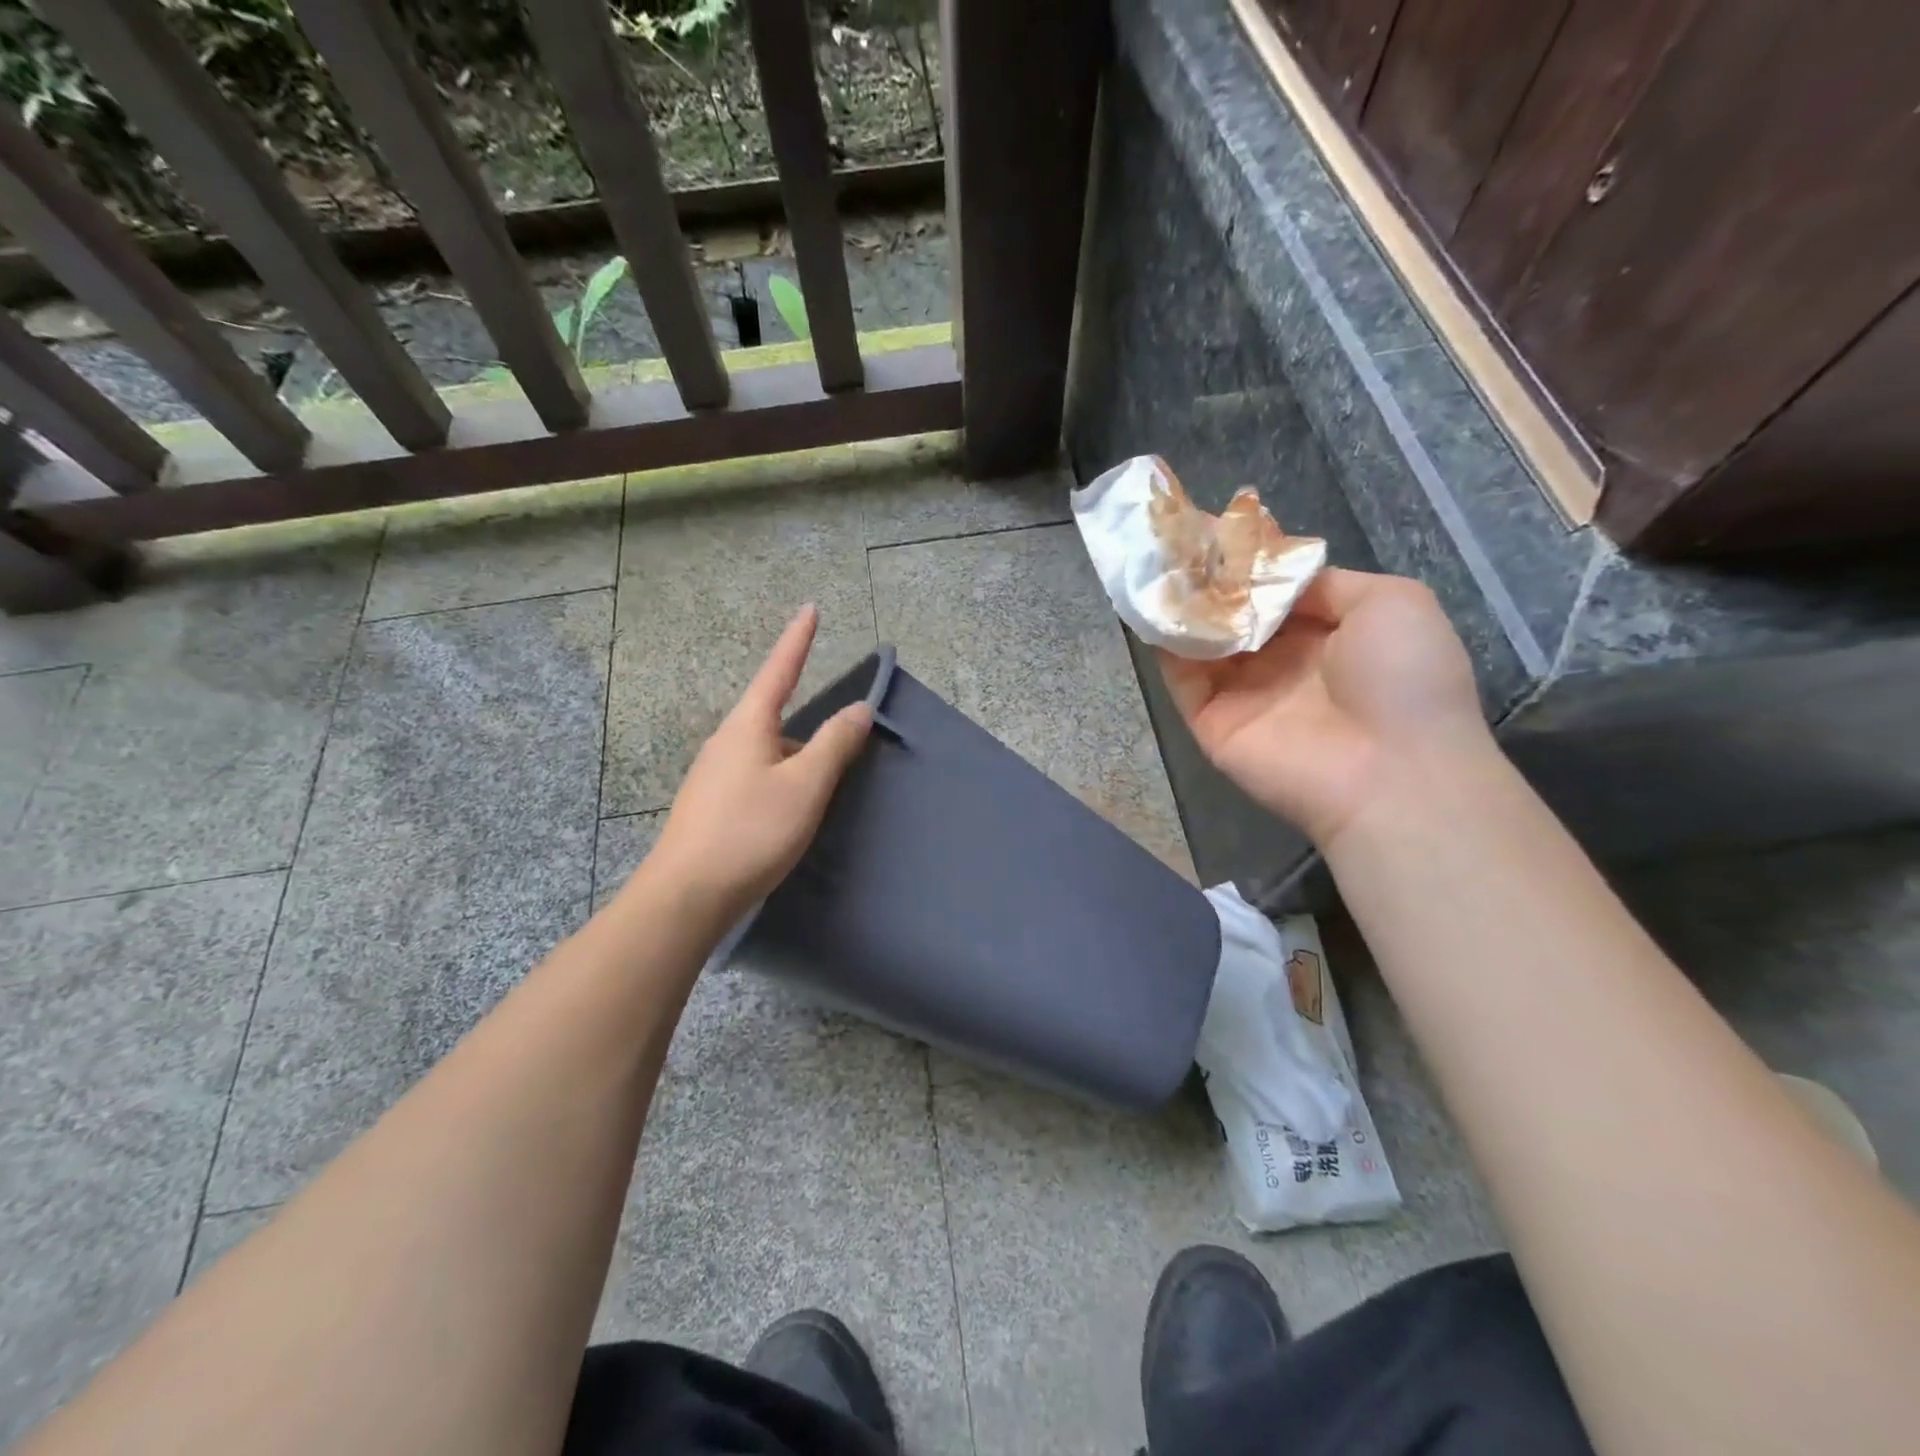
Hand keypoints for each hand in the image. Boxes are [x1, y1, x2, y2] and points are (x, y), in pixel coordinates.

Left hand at [649, 606, 871, 920]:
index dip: (798, 640)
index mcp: (748, 726)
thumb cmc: (751, 831)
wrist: (687, 896)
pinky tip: (791, 810)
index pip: (779, 670)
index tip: (810, 609)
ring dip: (797, 757)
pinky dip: (782, 779)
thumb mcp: (805, 786)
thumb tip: (859, 708)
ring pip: (767, 751)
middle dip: (808, 721)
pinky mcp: (712, 805)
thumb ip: (835, 744)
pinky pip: (756, 776)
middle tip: (841, 738)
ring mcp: (714, 775)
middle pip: (773, 715)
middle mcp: (726, 742)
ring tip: (823, 786)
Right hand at [1157, 568, 1492, 846]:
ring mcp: (1242, 693)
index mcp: (1326, 635)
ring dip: (1179, 606)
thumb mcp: (1393, 602)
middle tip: (1172, 541)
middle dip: (1206, 580)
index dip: (1247, 563)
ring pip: (1201, 643)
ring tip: (1151, 562)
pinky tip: (1149, 604)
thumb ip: (1328, 583)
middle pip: (1233, 615)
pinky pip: (1181, 677)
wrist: (1389, 770)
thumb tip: (1273, 578)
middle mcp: (1280, 662)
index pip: (1273, 594)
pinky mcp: (1212, 721)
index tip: (1215, 530)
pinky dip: (1164, 643)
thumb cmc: (1403, 679)